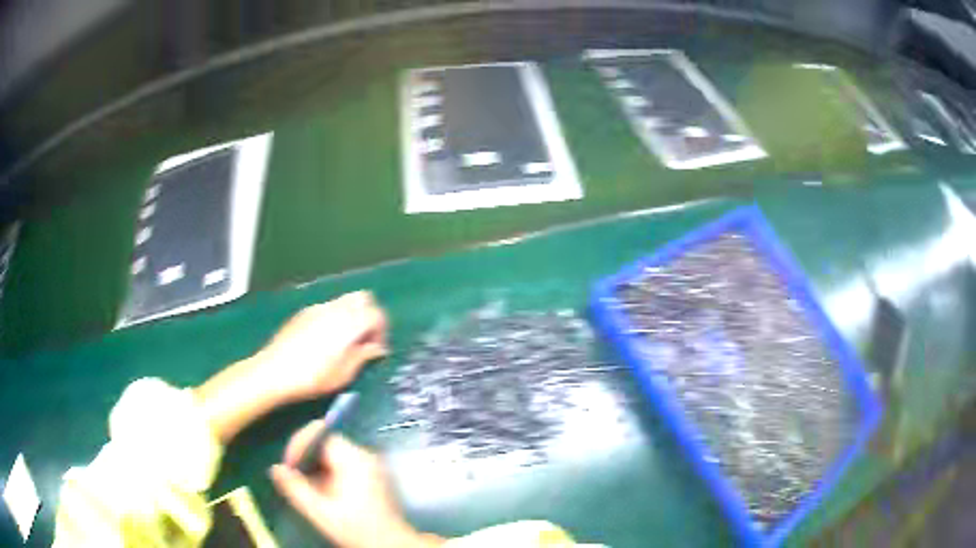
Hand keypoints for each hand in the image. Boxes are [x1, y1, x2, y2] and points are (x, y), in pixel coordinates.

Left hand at [260, 291, 387, 401]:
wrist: (274, 371)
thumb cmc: (313, 378)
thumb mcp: (343, 374)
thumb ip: (363, 356)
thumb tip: (377, 348)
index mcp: (349, 324)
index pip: (377, 314)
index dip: (382, 330)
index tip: (377, 348)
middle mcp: (335, 309)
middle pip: (363, 297)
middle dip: (369, 314)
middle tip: (366, 338)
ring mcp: (318, 307)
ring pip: (344, 300)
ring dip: (352, 315)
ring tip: (346, 340)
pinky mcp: (304, 312)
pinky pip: (328, 307)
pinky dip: (335, 316)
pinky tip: (326, 339)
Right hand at [270, 424, 442, 547]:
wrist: (392, 545)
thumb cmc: (357, 529)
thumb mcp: (321, 512)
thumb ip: (295, 489)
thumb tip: (275, 469)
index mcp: (354, 459)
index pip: (321, 434)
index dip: (299, 445)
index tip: (288, 466)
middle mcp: (365, 456)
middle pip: (327, 443)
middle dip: (306, 457)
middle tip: (293, 477)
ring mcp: (372, 466)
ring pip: (335, 454)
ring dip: (316, 467)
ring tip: (306, 487)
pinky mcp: (374, 476)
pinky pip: (345, 464)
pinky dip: (329, 473)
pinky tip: (323, 493)